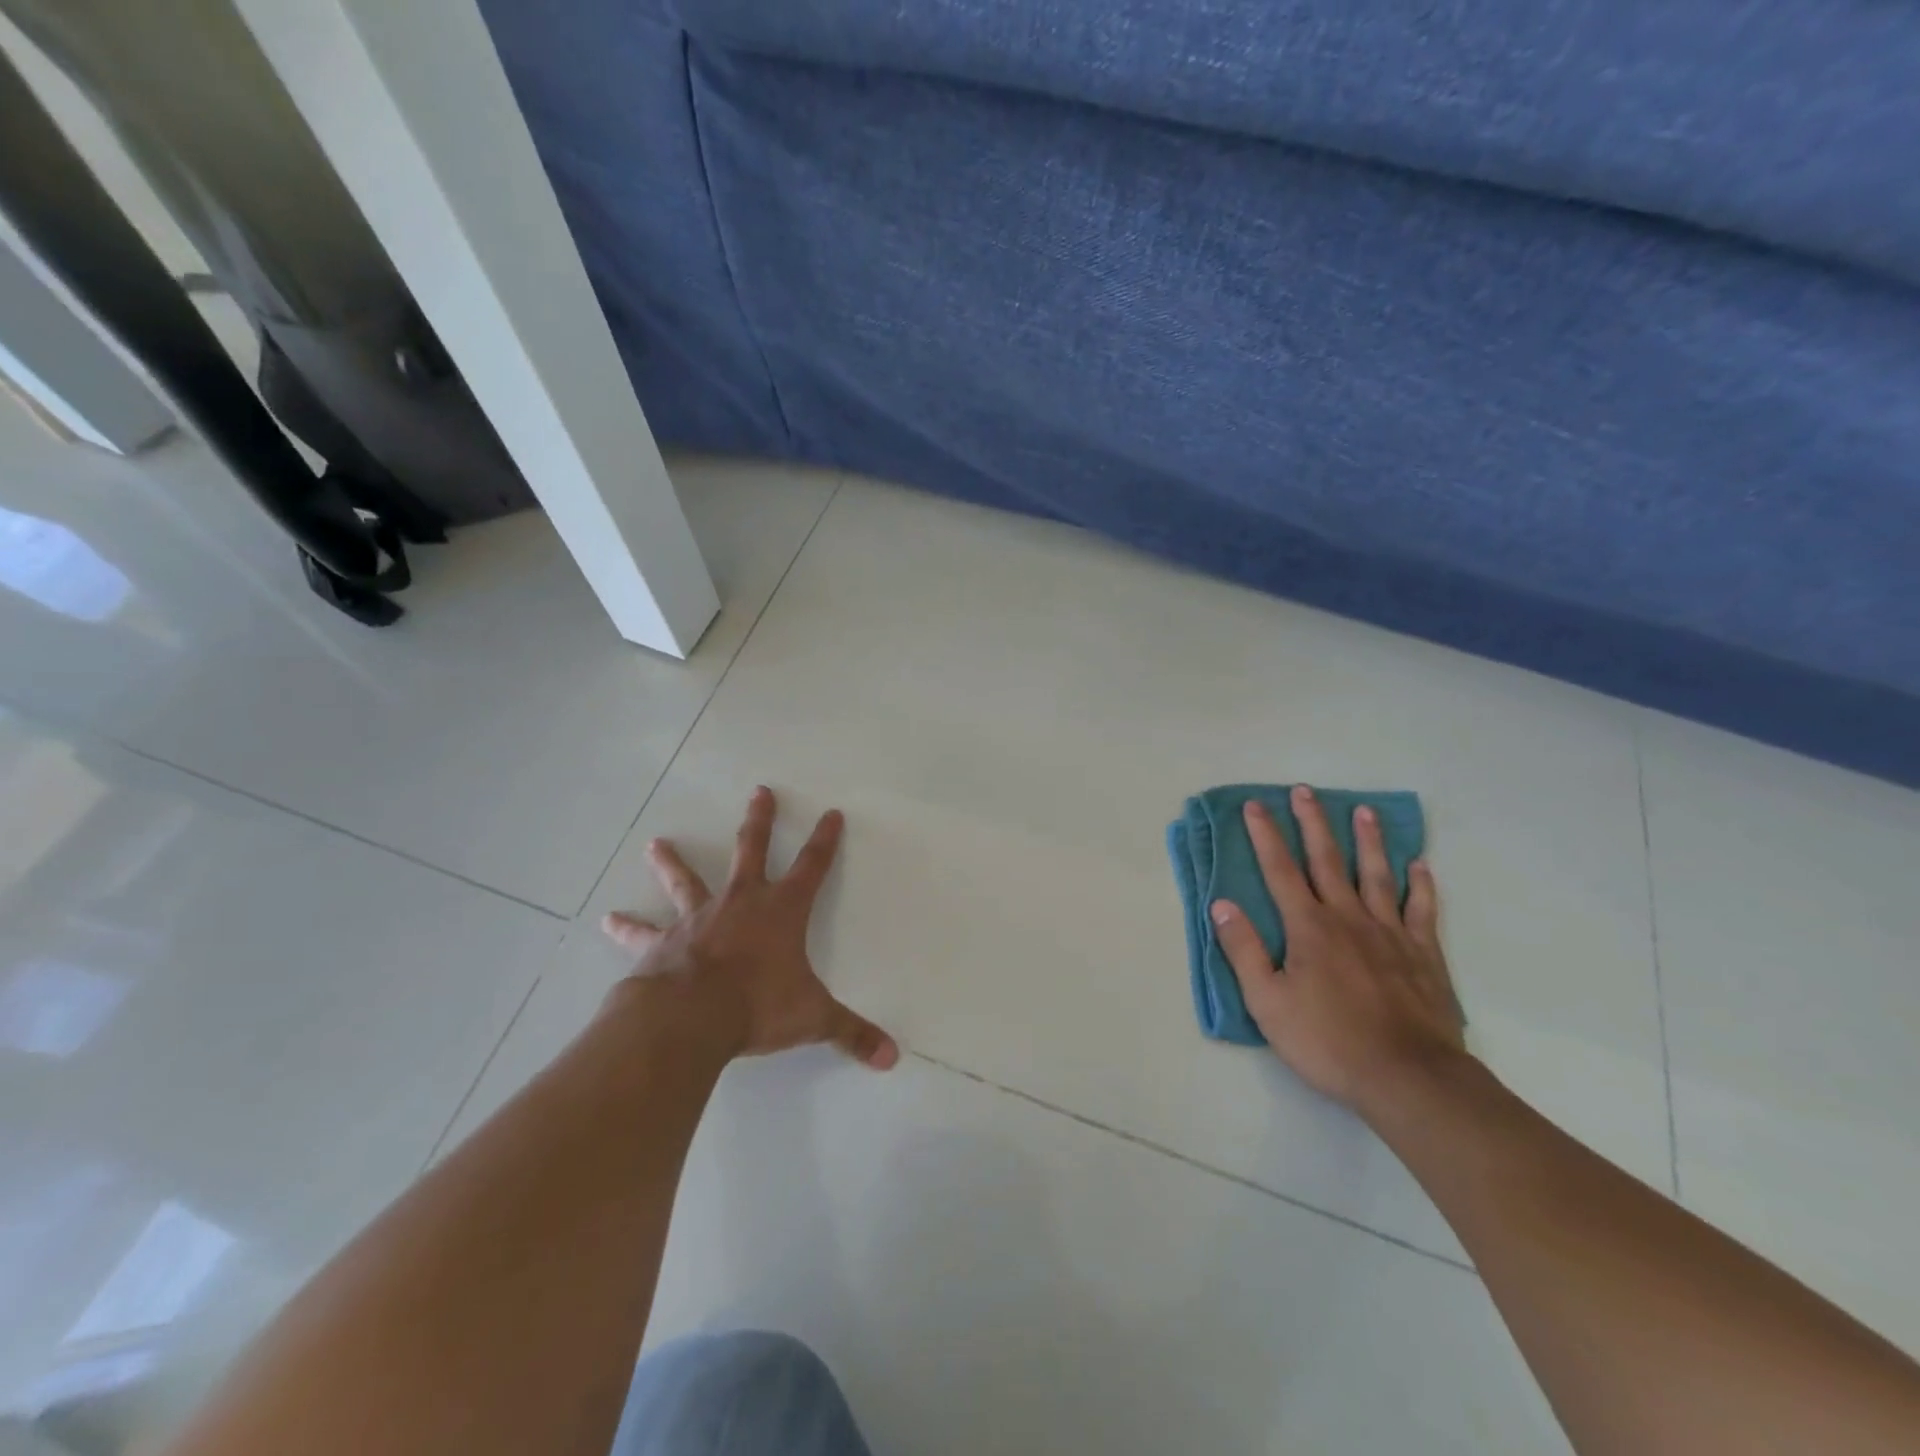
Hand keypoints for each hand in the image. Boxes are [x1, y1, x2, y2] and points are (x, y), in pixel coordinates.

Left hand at [600, 787, 898, 1069]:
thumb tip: (892, 1058)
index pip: (812, 866)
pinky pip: (644, 932)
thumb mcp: (813, 1019)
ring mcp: (698, 918)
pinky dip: (627, 927)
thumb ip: (852, 1034)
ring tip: (656, 844)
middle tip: (759, 791)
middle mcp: (741, 902)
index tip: (830, 813)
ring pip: (687, 881)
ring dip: (673, 862)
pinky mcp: (663, 942)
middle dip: (760, 820)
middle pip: (752, 850)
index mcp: (781, 911)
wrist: (692, 1016)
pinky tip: (608, 920)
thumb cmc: (758, 1006)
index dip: (825, 840)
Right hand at [1209, 785, 1465, 1114]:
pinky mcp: (1424, 955)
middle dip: (1312, 823)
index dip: (1265, 836)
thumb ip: (1244, 950)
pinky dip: (1420, 885)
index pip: (1280, 870)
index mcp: (1308, 927)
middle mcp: (1348, 918)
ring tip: (1364, 811)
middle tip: (1304, 791)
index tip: (1255, 806)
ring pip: (1377, 875)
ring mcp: (1391, 934)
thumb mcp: (1267, 1002)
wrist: (1408, 1077)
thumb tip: (1222, 905)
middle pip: (1327, 861)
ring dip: (1368, 841)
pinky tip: (1419, 865)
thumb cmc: (1328, 1041)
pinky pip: (1422, 910)